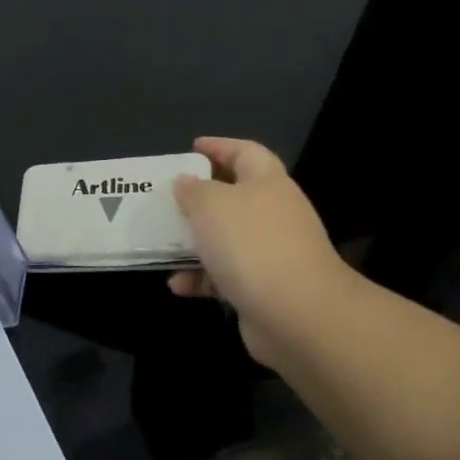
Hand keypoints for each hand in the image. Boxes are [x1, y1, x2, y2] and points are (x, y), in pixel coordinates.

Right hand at [168, 137, 353, 368]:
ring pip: (225, 239)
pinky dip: (200, 278)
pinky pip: (224, 276)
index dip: (220, 146)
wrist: (297, 313)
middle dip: (200, 199)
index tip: (192, 148)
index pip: (246, 153)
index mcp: (267, 183)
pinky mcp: (263, 288)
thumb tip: (186, 182)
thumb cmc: (251, 244)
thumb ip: (193, 190)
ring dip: (194, 243)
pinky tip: (177, 285)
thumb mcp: (210, 204)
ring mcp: (271, 253)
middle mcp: (273, 214)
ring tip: (162, 245)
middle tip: (168, 198)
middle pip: (235, 197)